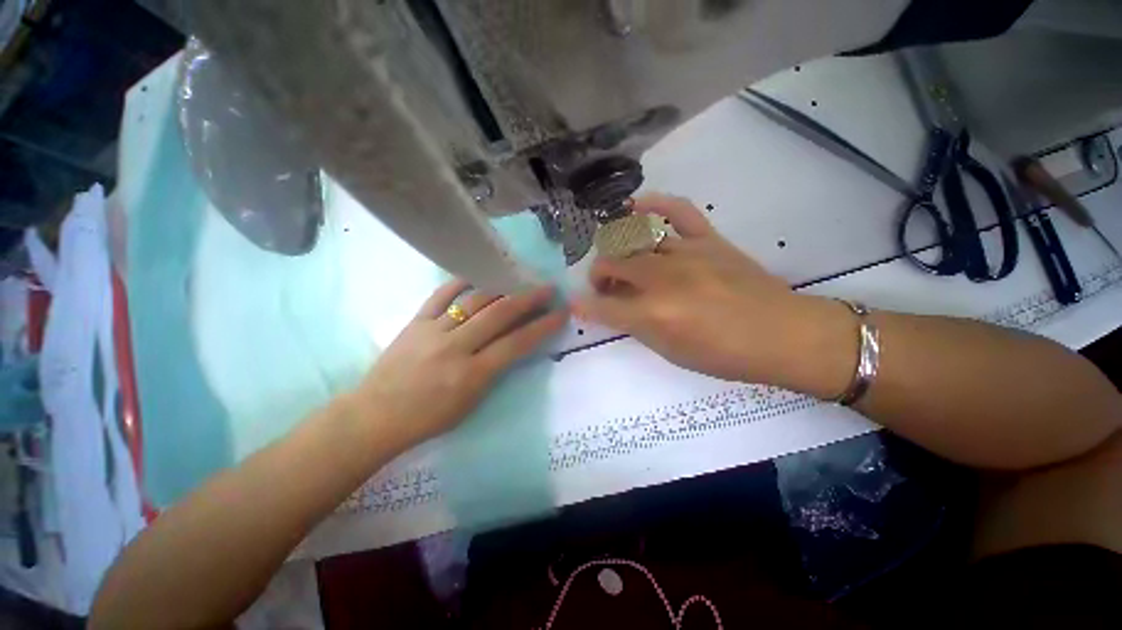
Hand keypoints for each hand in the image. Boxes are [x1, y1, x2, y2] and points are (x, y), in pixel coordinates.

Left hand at [350, 280, 566, 449]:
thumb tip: (512, 345)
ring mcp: (433, 331)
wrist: (374, 416)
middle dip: (528, 299)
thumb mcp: (471, 404)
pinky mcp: (415, 322)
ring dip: (501, 288)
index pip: (517, 344)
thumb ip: (493, 372)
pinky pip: (440, 295)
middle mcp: (456, 348)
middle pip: (499, 315)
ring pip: (474, 301)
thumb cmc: (428, 419)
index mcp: (472, 375)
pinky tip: (477, 275)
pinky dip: (460, 282)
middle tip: (547, 288)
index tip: (560, 314)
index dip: (542, 327)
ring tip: (519, 279)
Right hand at [573, 194, 850, 391]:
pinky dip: (653, 204)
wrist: (783, 335)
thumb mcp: (672, 353)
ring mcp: (686, 253)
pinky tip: (636, 207)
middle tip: (604, 286)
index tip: (576, 303)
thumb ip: (636, 327)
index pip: (603, 306)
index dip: (584, 306)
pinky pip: (677, 210)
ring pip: (635, 238)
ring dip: (616, 248)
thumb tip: (612, 310)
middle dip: (598, 274)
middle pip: (612, 264)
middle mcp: (663, 279)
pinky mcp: (708, 239)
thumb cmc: (725, 355)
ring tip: (617, 257)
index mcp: (654, 315)